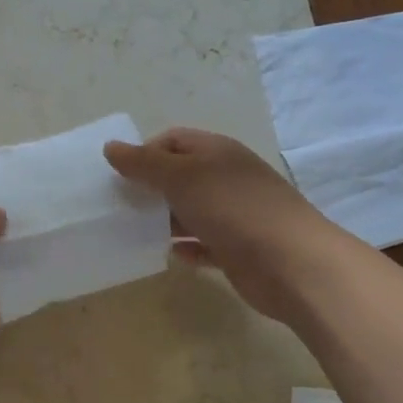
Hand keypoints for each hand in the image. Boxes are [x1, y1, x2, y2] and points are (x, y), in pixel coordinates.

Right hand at [105, 128, 323, 324]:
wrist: (291, 263)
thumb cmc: (233, 209)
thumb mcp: (181, 177)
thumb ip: (144, 163)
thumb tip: (111, 147)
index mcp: (217, 152)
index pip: (174, 140)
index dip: (145, 153)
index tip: (120, 176)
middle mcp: (227, 178)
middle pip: (181, 176)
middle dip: (151, 189)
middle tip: (121, 206)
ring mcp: (235, 215)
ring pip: (191, 212)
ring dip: (166, 220)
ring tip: (136, 233)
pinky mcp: (239, 249)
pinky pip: (205, 244)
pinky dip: (187, 248)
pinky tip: (171, 256)